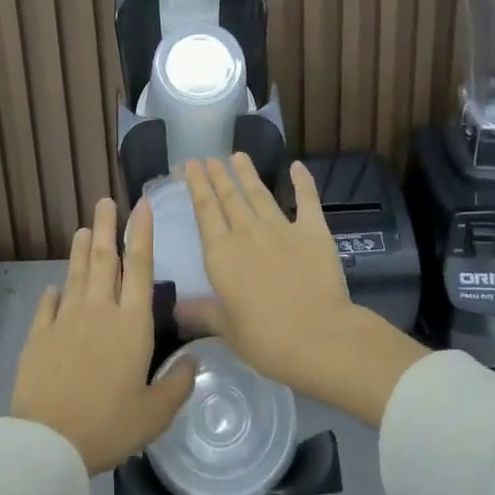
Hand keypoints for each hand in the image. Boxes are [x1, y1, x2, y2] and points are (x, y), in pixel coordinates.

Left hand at [10, 197, 196, 474]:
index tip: (141, 206)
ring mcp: (66, 320)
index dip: (142, 234)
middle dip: (107, 227)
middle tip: (104, 201)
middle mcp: (100, 311)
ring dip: (81, 250)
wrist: (48, 442)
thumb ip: (179, 384)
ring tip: (84, 229)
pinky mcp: (39, 336)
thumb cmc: (108, 425)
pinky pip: (48, 306)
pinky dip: (53, 293)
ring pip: (76, 274)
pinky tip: (54, 286)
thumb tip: (195, 359)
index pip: (141, 267)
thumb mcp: (155, 413)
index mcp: (132, 324)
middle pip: (106, 260)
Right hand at [176, 156, 428, 426]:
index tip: (190, 165)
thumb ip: (203, 313)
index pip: (205, 211)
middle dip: (218, 175)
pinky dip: (302, 181)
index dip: (197, 186)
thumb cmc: (266, 339)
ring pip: (259, 193)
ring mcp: (282, 228)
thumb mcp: (228, 330)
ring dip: (247, 173)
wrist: (318, 337)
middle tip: (209, 157)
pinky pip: (306, 200)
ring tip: (238, 155)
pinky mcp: (313, 231)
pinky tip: (297, 166)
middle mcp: (247, 233)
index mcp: (222, 255)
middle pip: (229, 197)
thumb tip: (176, 310)